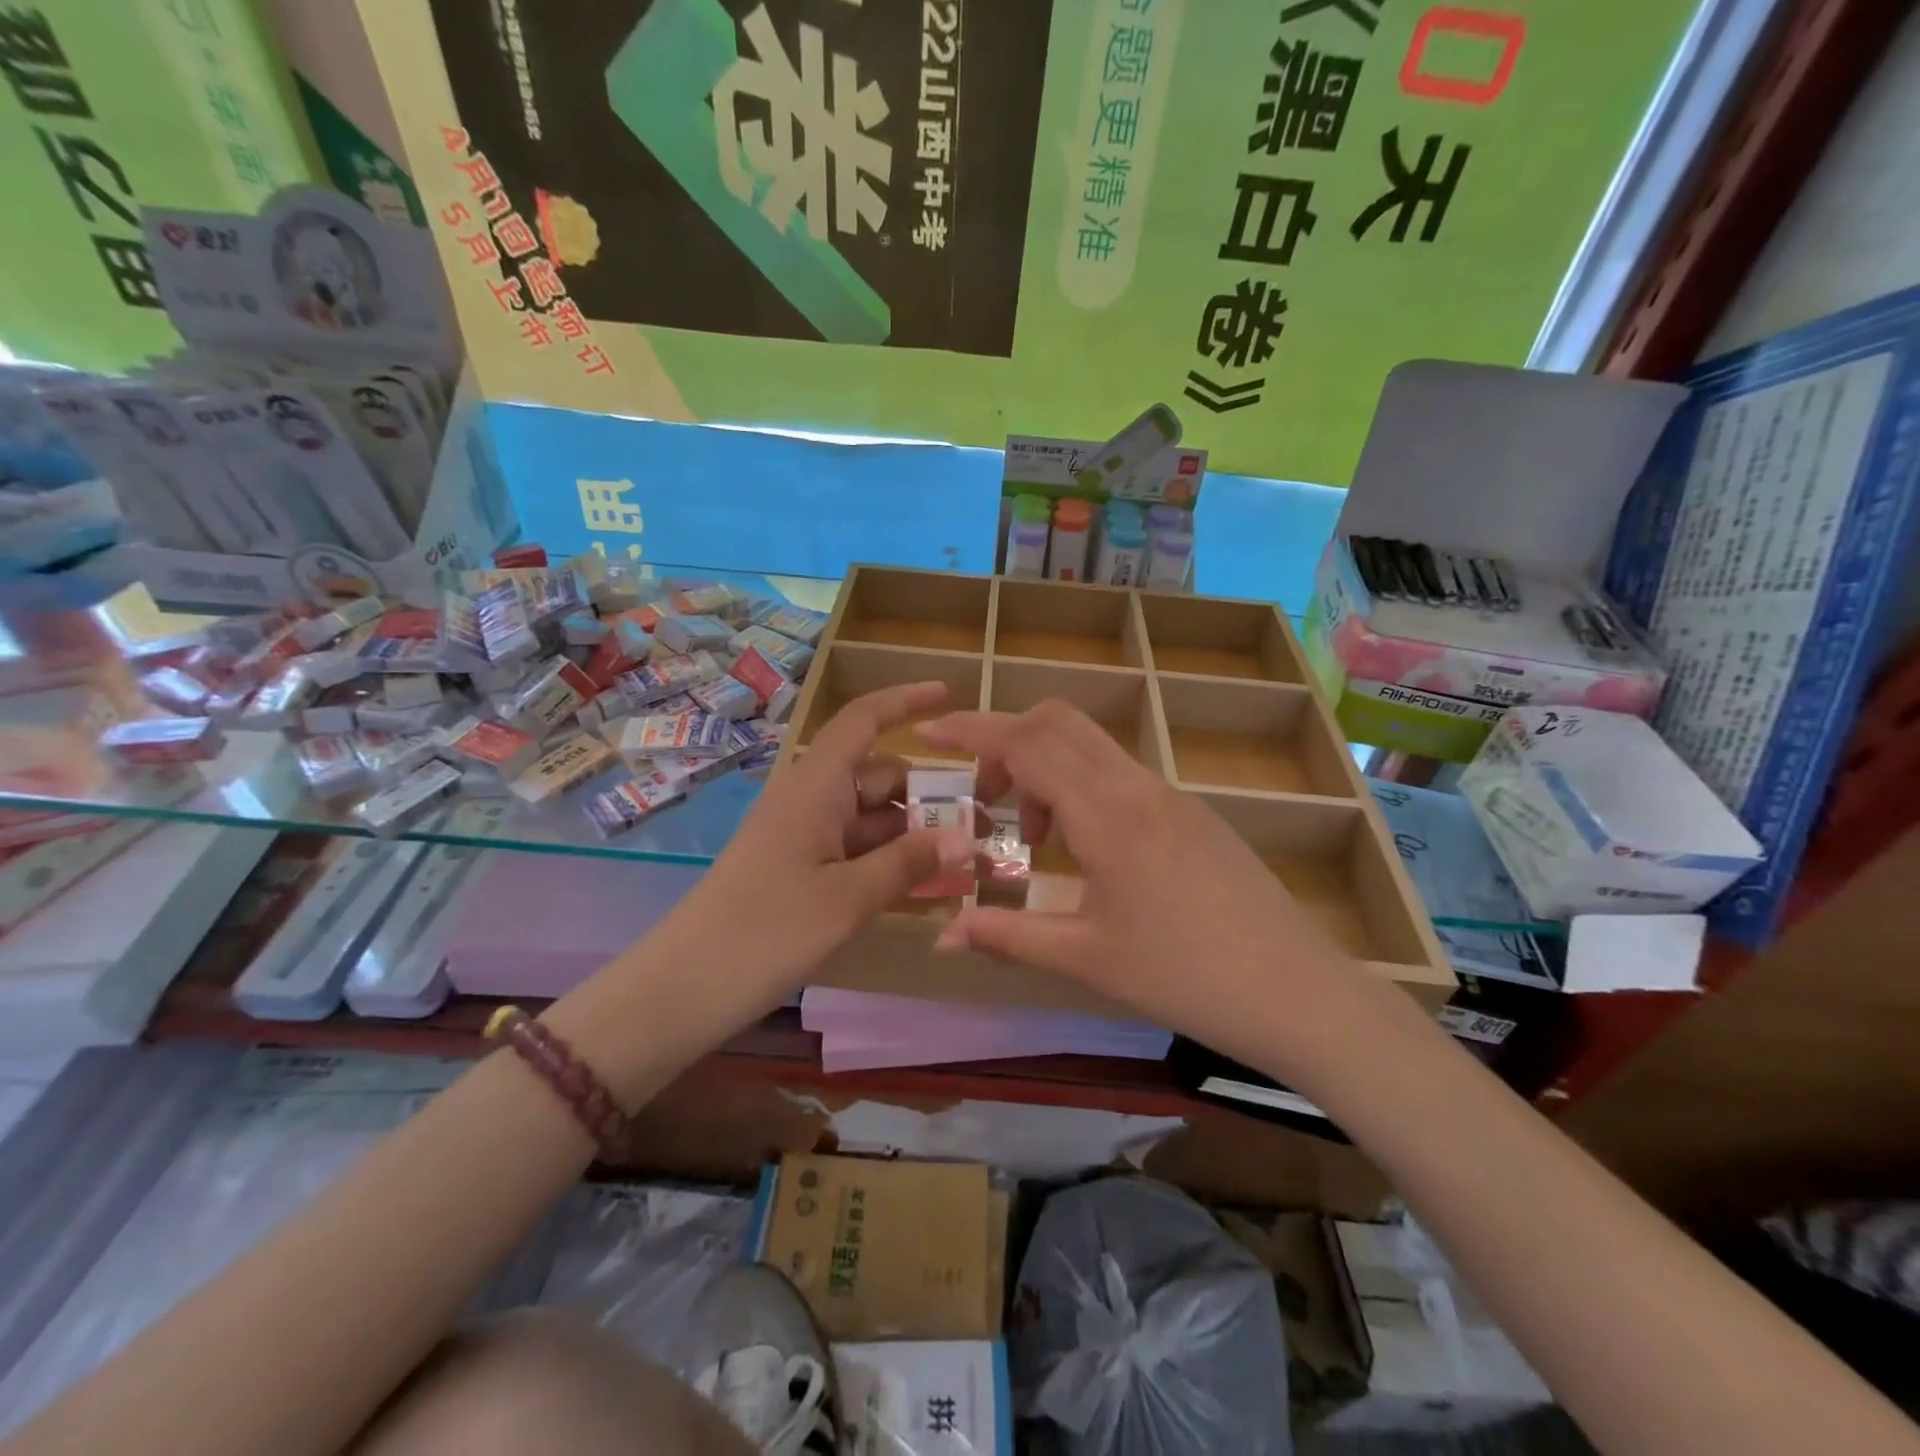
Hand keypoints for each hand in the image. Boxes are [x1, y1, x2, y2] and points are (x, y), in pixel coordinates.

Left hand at [675, 681, 976, 994]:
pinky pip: (860, 853)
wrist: (685, 989)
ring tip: (972, 868)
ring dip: (920, 838)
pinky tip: (932, 888)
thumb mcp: (847, 898)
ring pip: (876, 821)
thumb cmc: (766, 930)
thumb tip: (966, 840)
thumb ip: (909, 863)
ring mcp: (807, 837)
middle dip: (935, 798)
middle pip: (883, 779)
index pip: (863, 720)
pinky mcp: (804, 871)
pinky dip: (895, 864)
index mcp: (816, 786)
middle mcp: (813, 800)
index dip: (906, 702)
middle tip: (989, 829)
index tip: (950, 697)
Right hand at [919, 701, 1366, 1076]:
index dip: (973, 731)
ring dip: (1046, 771)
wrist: (1297, 992)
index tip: (931, 730)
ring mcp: (1170, 795)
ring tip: (1037, 842)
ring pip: (1090, 747)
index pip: (1027, 744)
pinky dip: (1082, 789)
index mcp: (1106, 814)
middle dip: (1007, 744)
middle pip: (1058, 722)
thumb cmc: (1183, 976)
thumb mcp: (1085, 957)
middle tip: (986, 800)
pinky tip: (1087, 853)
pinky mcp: (1191, 813)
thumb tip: (941, 935)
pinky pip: (1120, 774)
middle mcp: (1137, 787)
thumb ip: (1006, 936)